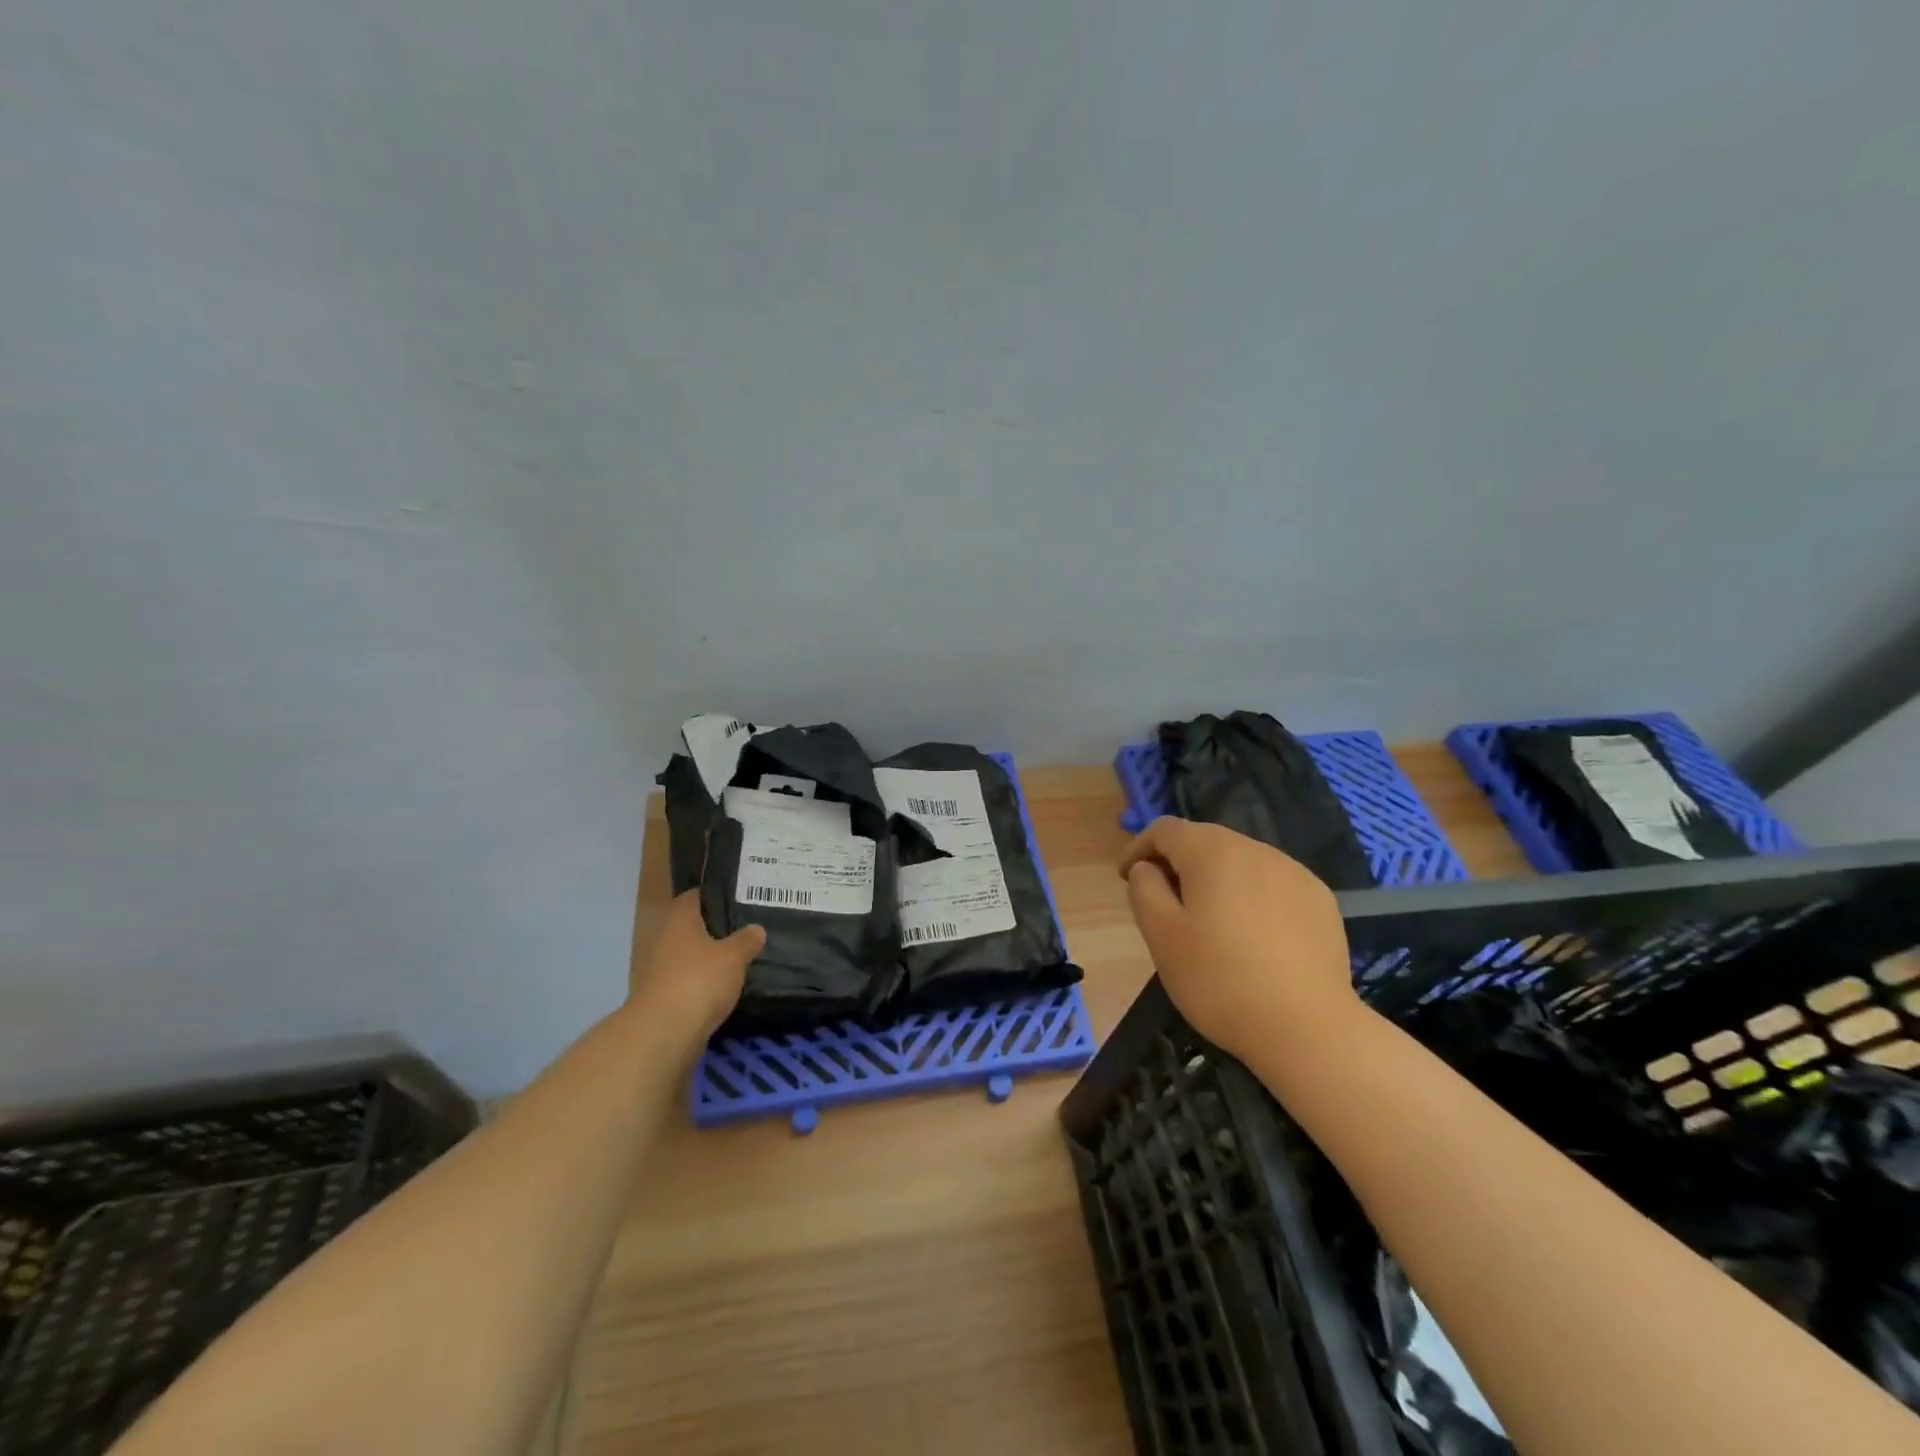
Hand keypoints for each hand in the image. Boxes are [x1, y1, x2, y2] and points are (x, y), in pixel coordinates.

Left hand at [630, 891, 763, 1042]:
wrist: (663, 1033)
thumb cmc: (699, 980)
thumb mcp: (733, 957)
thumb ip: (746, 941)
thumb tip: (757, 929)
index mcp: (679, 921)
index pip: (692, 897)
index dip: (711, 894)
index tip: (734, 896)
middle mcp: (664, 940)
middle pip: (688, 927)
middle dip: (711, 928)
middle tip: (742, 927)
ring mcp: (658, 970)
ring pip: (686, 955)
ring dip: (705, 957)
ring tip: (736, 958)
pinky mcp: (660, 997)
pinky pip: (685, 981)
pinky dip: (700, 982)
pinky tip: (722, 987)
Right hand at [1120, 817, 1360, 1063]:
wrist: (1307, 1029)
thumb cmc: (1220, 980)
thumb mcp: (1161, 936)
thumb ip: (1144, 889)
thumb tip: (1148, 868)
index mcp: (1212, 853)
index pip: (1165, 829)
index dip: (1139, 847)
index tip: (1127, 878)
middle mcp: (1256, 850)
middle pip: (1205, 840)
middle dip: (1178, 861)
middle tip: (1164, 901)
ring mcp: (1294, 873)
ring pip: (1241, 860)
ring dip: (1216, 878)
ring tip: (1209, 919)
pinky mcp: (1320, 900)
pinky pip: (1273, 883)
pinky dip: (1252, 895)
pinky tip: (1253, 934)